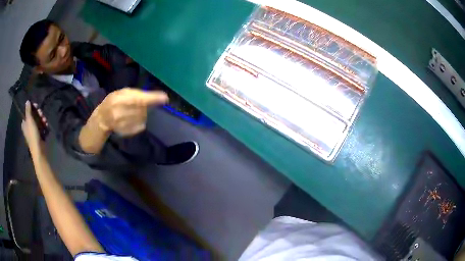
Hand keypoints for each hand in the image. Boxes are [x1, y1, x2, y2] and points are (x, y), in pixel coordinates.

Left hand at [22, 101, 46, 153]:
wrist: (39, 150)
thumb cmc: (33, 135)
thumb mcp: (29, 120)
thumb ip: (28, 110)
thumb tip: (27, 101)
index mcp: (25, 123)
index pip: (28, 112)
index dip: (32, 108)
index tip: (37, 106)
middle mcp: (29, 127)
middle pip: (34, 116)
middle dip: (39, 114)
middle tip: (42, 114)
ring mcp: (34, 132)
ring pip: (39, 122)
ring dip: (43, 120)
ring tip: (45, 122)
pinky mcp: (40, 136)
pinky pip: (42, 128)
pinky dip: (45, 126)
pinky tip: (47, 127)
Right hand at [95, 88, 167, 135]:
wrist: (102, 118)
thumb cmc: (114, 101)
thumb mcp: (122, 93)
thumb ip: (137, 94)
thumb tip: (155, 96)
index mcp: (118, 99)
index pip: (138, 99)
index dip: (151, 99)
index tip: (165, 98)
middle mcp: (120, 113)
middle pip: (142, 110)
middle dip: (145, 106)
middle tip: (140, 104)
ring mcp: (122, 124)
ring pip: (142, 118)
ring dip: (142, 114)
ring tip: (133, 111)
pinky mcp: (125, 132)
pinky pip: (139, 127)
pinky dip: (140, 122)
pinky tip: (132, 119)